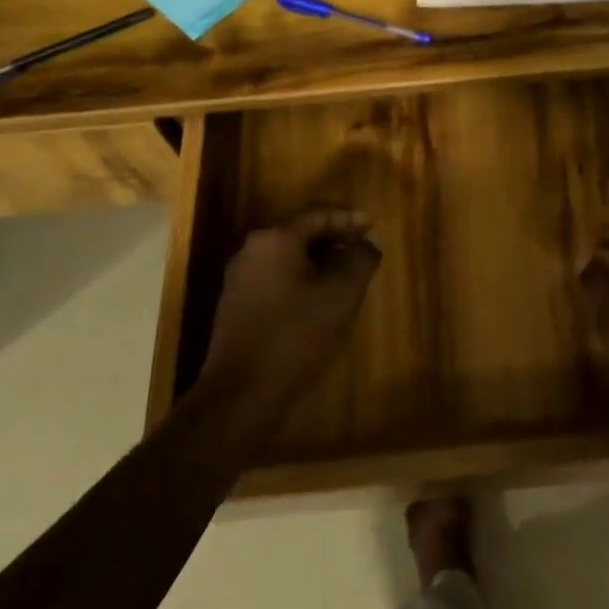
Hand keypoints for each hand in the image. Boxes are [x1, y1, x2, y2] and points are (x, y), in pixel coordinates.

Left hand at [202, 208, 380, 411]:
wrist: (241, 394)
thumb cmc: (296, 335)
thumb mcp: (342, 294)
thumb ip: (360, 259)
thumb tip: (365, 244)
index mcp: (275, 238)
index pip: (318, 214)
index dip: (349, 218)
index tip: (372, 226)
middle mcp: (252, 250)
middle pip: (300, 232)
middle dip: (334, 239)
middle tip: (361, 249)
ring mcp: (240, 278)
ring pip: (288, 257)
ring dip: (318, 261)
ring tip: (346, 276)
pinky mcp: (236, 305)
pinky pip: (276, 278)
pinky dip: (301, 280)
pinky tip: (318, 301)